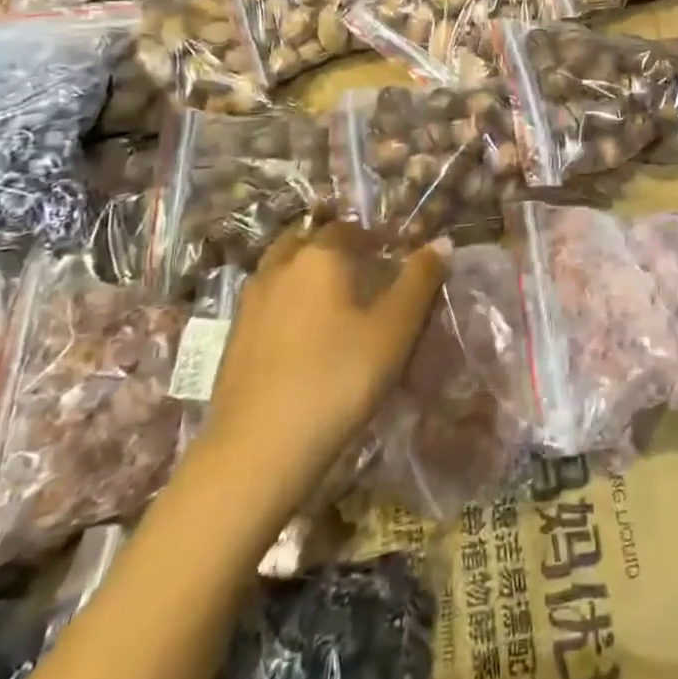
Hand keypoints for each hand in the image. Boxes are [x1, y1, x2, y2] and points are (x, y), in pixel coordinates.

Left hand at [206, 223, 447, 474]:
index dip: (377, 237)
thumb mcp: (394, 330)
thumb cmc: (337, 379)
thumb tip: (442, 241)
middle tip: (366, 273)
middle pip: (310, 239)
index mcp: (320, 255)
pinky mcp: (235, 338)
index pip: (352, 228)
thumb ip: (420, 280)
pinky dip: (289, 302)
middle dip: (338, 248)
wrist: (257, 450)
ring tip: (337, 303)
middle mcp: (280, 266)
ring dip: (309, 273)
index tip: (397, 257)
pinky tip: (306, 336)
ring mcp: (250, 302)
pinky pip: (270, 301)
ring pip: (284, 269)